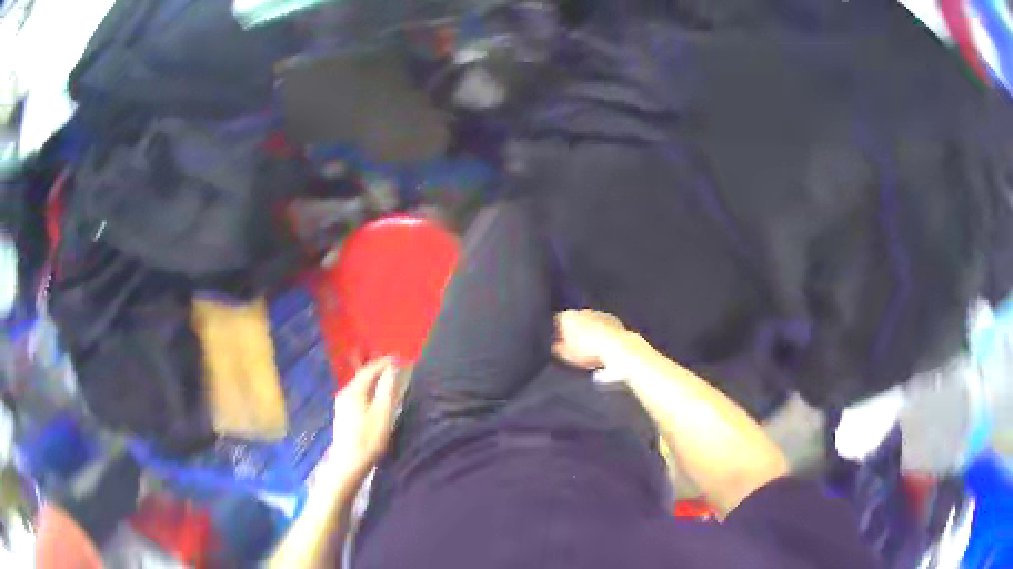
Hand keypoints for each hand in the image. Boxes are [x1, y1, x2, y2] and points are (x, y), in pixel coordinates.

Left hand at [329, 357, 401, 482]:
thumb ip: (387, 389)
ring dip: (374, 379)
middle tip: (395, 365)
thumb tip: (392, 368)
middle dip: (379, 368)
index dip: (385, 362)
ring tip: (389, 378)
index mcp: (354, 390)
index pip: (370, 369)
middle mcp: (345, 392)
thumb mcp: (383, 413)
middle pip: (363, 375)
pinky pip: (358, 393)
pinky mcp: (344, 413)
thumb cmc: (368, 439)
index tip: (399, 357)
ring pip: (360, 384)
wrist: (348, 464)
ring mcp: (342, 403)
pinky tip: (376, 395)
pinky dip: (369, 389)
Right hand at [553, 310, 630, 369]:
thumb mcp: (567, 354)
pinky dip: (602, 333)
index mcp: (567, 316)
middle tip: (575, 347)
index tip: (559, 343)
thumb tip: (556, 346)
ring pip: (589, 322)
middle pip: (575, 320)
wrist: (616, 347)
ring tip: (590, 349)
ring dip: (589, 332)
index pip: (558, 321)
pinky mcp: (613, 319)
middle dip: (575, 331)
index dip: (558, 333)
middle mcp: (583, 311)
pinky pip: (603, 326)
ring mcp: (598, 314)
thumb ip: (559, 348)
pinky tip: (602, 346)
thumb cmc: (588, 351)